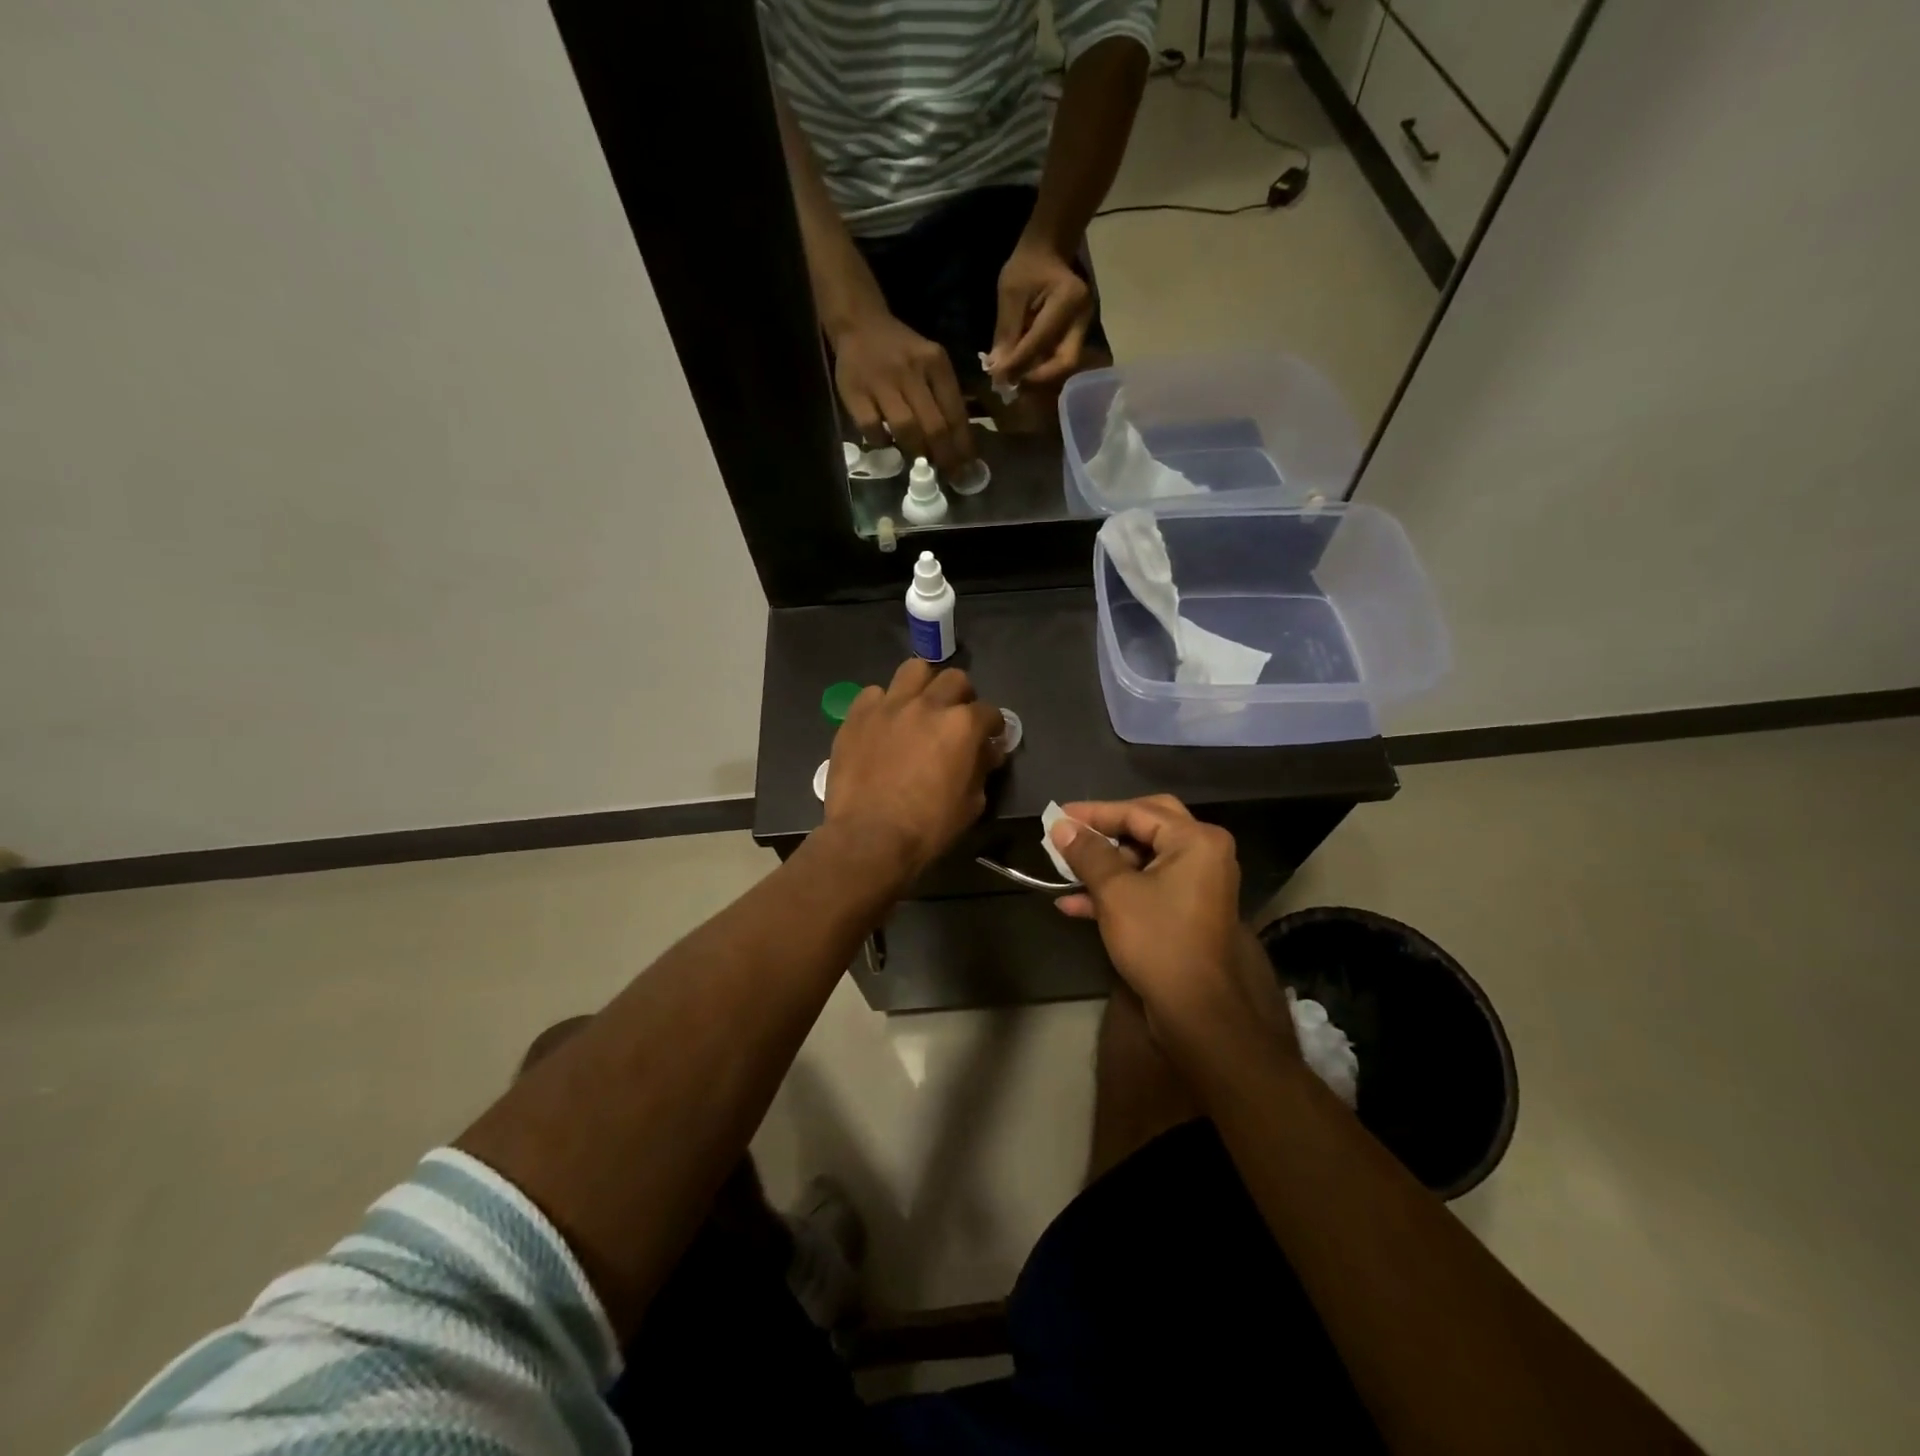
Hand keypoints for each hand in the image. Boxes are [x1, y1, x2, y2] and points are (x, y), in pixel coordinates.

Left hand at [825, 660, 1005, 878]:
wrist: (869, 837)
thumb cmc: (927, 827)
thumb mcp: (971, 804)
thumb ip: (981, 769)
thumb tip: (986, 752)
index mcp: (962, 725)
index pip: (989, 712)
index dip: (992, 726)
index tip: (989, 740)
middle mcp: (928, 705)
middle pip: (954, 679)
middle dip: (961, 697)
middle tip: (955, 720)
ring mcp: (889, 705)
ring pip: (914, 670)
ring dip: (923, 686)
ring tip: (919, 708)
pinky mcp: (857, 715)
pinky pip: (874, 694)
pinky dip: (884, 705)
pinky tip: (883, 725)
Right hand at [831, 312, 975, 474]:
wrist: (859, 324)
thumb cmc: (902, 351)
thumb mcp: (931, 363)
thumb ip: (945, 397)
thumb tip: (959, 444)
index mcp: (935, 363)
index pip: (955, 412)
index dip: (963, 446)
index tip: (968, 468)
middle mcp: (910, 370)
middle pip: (933, 425)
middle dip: (945, 457)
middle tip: (950, 476)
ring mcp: (880, 381)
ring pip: (905, 429)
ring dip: (916, 451)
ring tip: (921, 464)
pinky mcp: (854, 392)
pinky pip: (872, 428)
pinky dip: (882, 442)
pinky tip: (888, 444)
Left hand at [988, 238, 1093, 388]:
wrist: (1049, 253)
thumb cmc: (1027, 267)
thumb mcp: (1010, 292)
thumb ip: (1006, 332)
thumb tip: (998, 369)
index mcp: (1068, 298)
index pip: (1041, 341)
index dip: (1019, 364)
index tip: (998, 378)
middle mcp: (1082, 317)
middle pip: (1065, 362)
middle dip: (1038, 378)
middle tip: (1013, 384)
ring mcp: (1084, 328)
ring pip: (1064, 366)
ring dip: (1039, 377)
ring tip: (1016, 379)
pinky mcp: (1078, 336)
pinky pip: (1060, 360)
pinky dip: (1042, 370)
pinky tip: (1025, 371)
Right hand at [1050, 796, 1296, 1065]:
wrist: (1199, 1011)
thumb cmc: (1159, 940)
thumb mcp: (1115, 892)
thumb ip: (1087, 854)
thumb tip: (1061, 827)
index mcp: (1195, 840)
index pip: (1137, 811)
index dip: (1093, 813)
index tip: (1057, 816)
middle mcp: (1203, 854)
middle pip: (1145, 828)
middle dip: (1103, 833)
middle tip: (1071, 833)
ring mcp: (1197, 884)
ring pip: (1143, 860)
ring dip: (1103, 866)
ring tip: (1063, 870)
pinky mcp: (1186, 911)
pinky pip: (1147, 887)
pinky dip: (1115, 891)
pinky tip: (1073, 904)